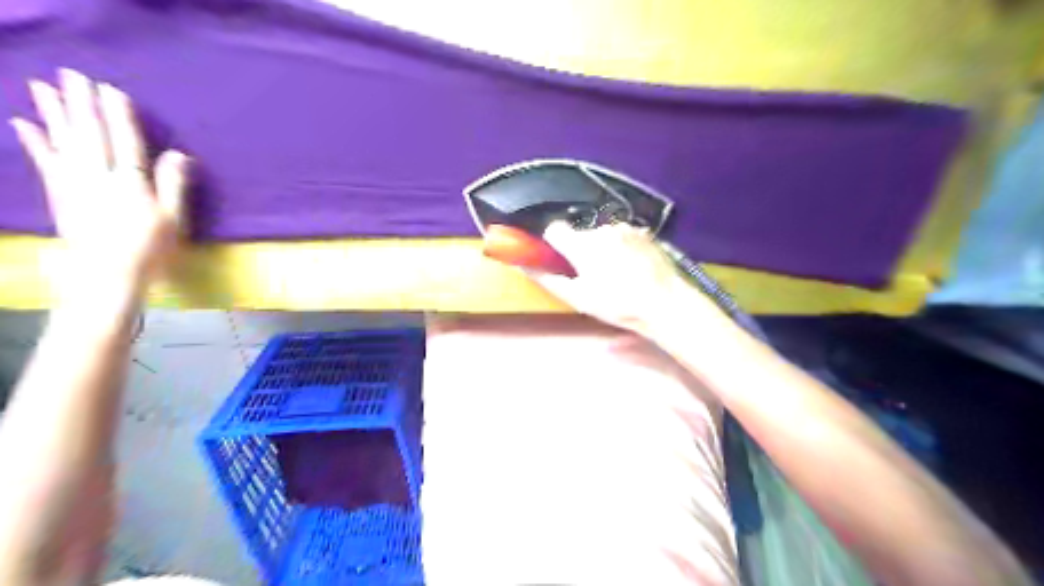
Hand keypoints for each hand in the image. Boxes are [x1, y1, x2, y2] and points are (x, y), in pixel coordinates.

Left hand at [9, 70, 187, 291]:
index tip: (111, 90)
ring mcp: (75, 184)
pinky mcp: (59, 194)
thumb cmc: (150, 249)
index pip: (126, 142)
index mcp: (132, 183)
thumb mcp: (173, 219)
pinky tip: (24, 123)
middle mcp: (100, 176)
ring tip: (42, 86)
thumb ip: (174, 185)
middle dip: (82, 104)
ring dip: (54, 113)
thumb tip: (179, 154)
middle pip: (90, 134)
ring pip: (64, 141)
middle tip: (71, 74)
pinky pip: (44, 162)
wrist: (107, 275)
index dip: (119, 116)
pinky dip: (34, 141)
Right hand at [534, 222, 723, 334]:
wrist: (665, 303)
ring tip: (616, 273)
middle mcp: (601, 229)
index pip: (554, 228)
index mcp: (581, 244)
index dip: (553, 242)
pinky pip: (623, 235)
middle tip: (591, 274)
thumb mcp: (578, 298)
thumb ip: (548, 279)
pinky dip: (621, 246)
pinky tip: (631, 266)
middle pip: (580, 233)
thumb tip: (525, 266)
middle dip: (580, 249)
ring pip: (602, 234)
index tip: (558, 257)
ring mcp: (625, 228)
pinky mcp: (644, 232)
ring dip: (602, 247)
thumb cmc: (617, 304)